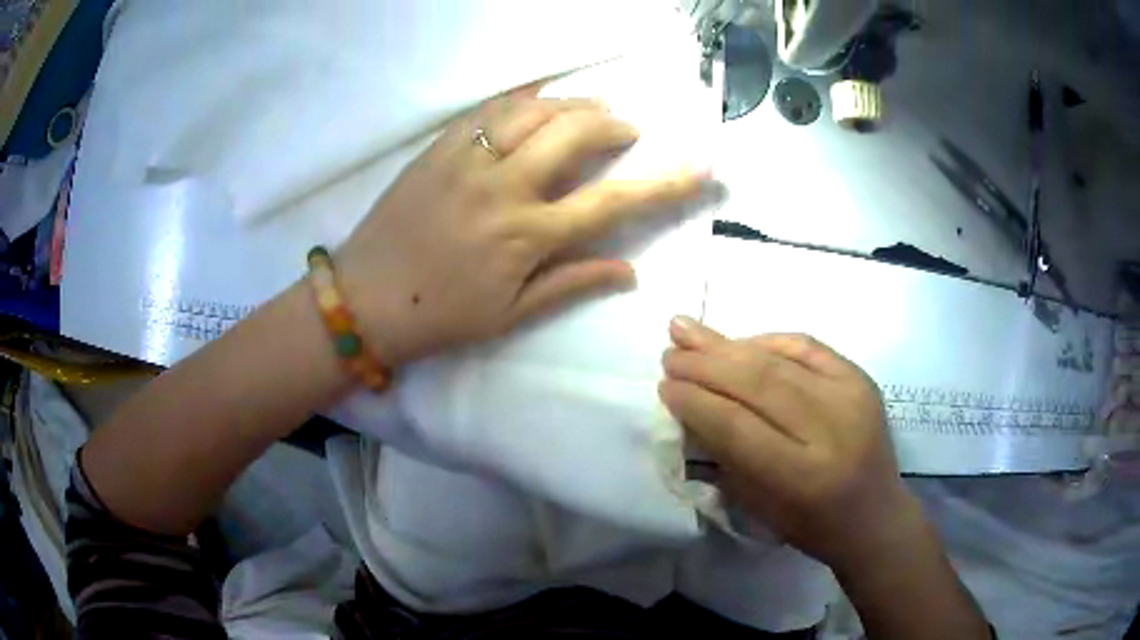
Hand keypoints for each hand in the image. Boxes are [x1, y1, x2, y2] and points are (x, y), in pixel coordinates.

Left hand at [337, 87, 709, 368]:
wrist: (366, 298)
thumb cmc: (441, 316)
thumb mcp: (512, 314)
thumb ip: (572, 283)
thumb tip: (629, 270)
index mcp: (528, 235)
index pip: (613, 200)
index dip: (664, 182)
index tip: (700, 166)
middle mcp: (505, 187)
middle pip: (574, 133)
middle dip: (611, 124)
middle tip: (623, 129)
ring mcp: (468, 160)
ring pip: (533, 111)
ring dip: (570, 104)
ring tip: (587, 110)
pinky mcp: (438, 149)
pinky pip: (487, 109)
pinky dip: (521, 100)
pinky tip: (535, 104)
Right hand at [659, 317, 923, 572]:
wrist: (875, 516)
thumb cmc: (812, 525)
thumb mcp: (760, 506)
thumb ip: (727, 454)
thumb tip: (693, 405)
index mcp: (801, 476)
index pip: (736, 426)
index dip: (696, 401)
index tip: (664, 387)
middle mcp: (830, 429)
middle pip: (757, 384)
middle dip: (705, 365)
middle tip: (670, 353)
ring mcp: (851, 396)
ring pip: (779, 360)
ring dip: (728, 345)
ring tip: (688, 330)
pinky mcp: (861, 378)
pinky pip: (807, 346)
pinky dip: (768, 340)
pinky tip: (739, 340)